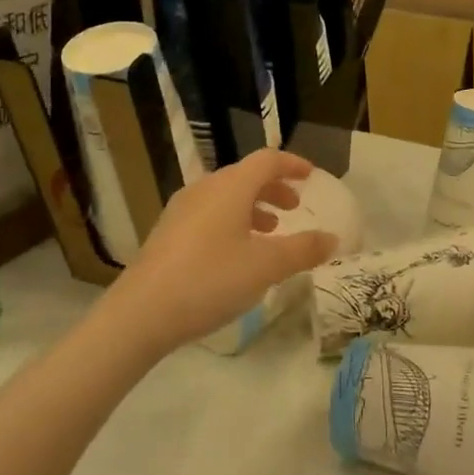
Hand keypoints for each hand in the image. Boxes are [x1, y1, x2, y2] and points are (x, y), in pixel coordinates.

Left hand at [108, 150, 337, 358]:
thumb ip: (303, 249)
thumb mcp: (266, 267)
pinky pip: (209, 214)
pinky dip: (231, 221)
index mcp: (230, 187)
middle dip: (273, 189)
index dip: (292, 164)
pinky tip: (235, 253)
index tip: (311, 176)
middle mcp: (204, 189)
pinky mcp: (167, 233)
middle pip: (245, 176)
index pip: (267, 160)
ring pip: (225, 196)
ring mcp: (181, 210)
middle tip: (294, 209)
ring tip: (269, 232)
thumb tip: (332, 238)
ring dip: (252, 207)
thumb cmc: (210, 280)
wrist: (141, 313)